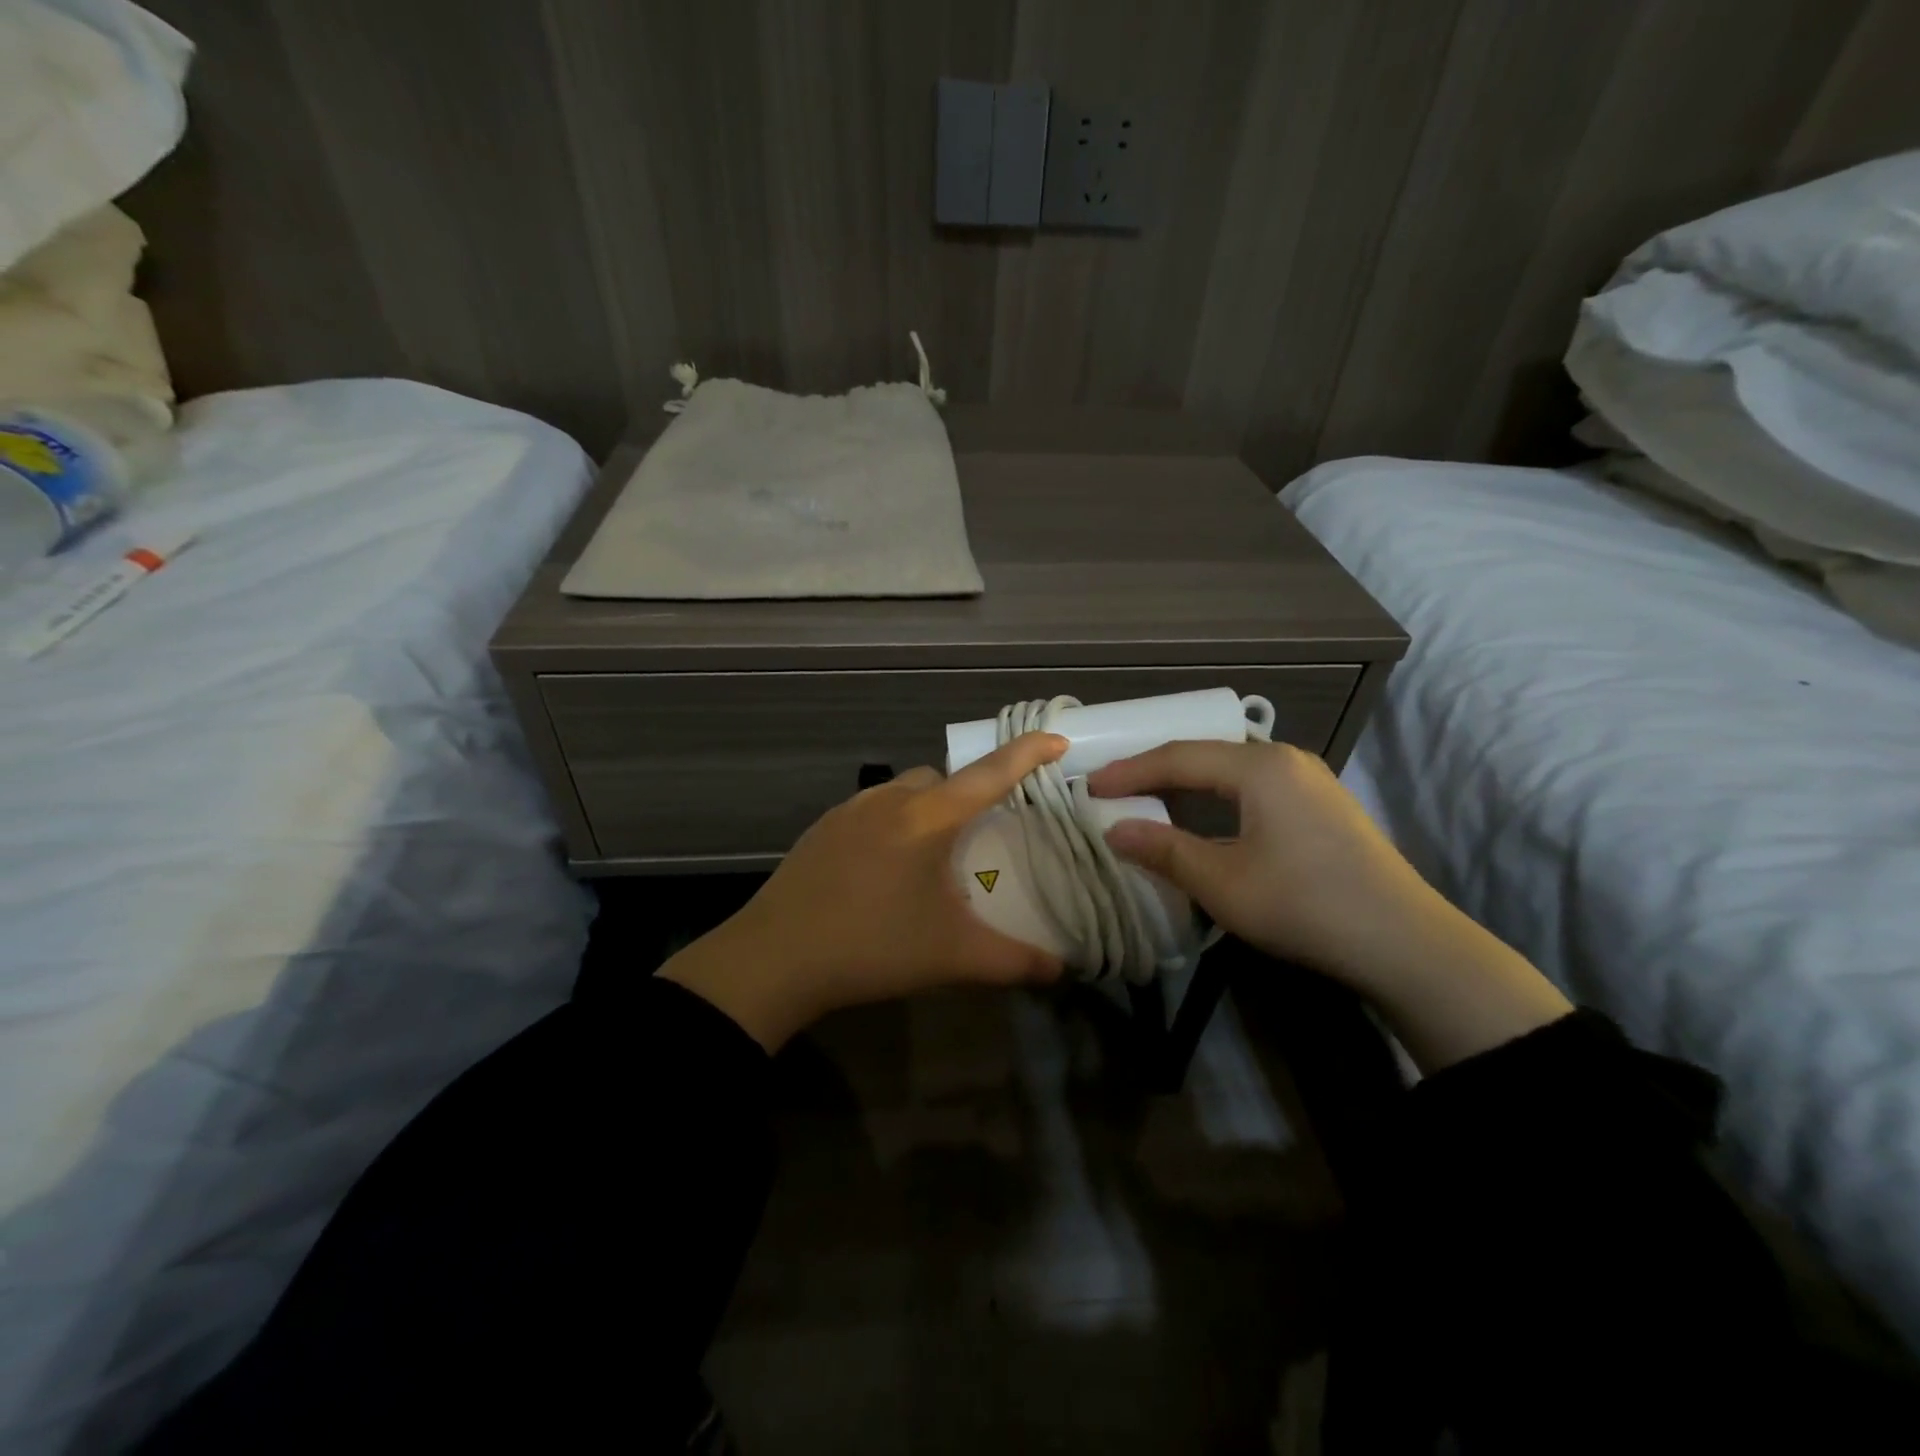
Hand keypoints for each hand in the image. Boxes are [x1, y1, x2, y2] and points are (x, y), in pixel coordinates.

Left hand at [660, 733, 1068, 1051]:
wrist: (774, 958)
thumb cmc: (873, 947)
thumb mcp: (953, 956)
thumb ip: (1015, 962)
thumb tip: (1062, 971)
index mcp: (928, 817)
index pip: (990, 773)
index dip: (1028, 753)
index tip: (1057, 740)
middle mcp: (890, 799)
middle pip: (943, 778)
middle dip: (969, 793)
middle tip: (981, 833)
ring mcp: (849, 810)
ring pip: (903, 790)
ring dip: (927, 808)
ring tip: (933, 855)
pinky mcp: (821, 829)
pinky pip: (871, 810)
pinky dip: (892, 823)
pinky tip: (885, 868)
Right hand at [1088, 740, 1445, 987]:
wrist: (1405, 943)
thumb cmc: (1305, 905)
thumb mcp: (1223, 882)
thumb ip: (1164, 850)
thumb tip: (1113, 830)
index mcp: (1259, 768)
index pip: (1178, 757)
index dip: (1130, 771)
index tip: (1090, 786)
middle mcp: (1285, 759)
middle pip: (1205, 754)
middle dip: (1155, 770)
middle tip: (1114, 787)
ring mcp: (1310, 779)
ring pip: (1231, 769)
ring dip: (1187, 782)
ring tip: (1150, 796)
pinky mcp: (1323, 804)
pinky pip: (1254, 785)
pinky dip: (1217, 794)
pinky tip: (1206, 813)